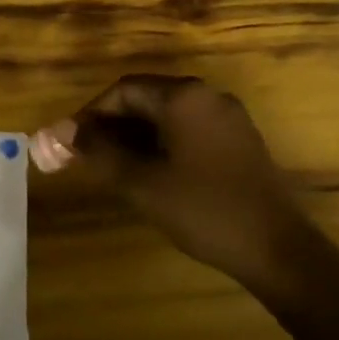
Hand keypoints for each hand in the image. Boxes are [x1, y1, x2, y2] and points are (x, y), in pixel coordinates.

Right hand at [35, 75, 306, 287]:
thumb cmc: (202, 209)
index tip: (70, 142)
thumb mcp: (140, 182)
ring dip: (136, 136)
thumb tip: (61, 132)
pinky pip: (189, 129)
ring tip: (113, 167)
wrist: (277, 249)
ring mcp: (228, 117)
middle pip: (146, 98)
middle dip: (112, 125)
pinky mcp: (239, 140)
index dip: (91, 114)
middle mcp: (207, 95)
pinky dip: (162, 143)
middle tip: (87, 157)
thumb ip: (98, 152)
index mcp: (183, 96)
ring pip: (168, 115)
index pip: (123, 90)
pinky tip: (151, 172)